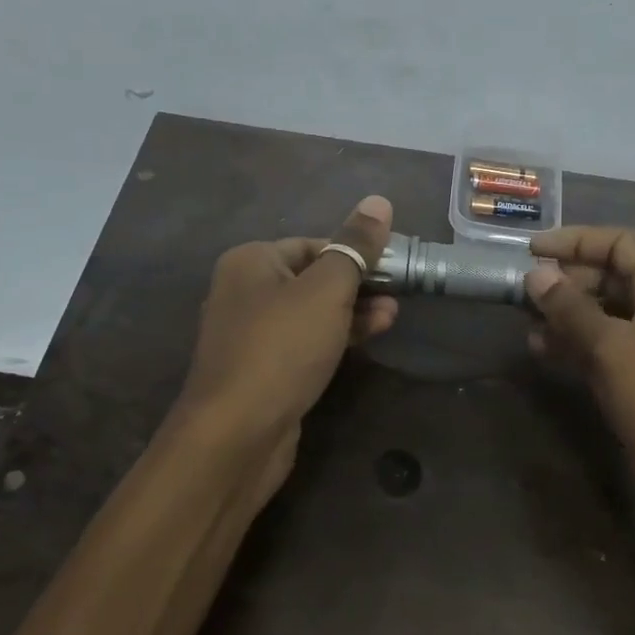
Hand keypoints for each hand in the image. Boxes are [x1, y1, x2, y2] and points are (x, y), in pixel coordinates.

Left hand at [174, 196, 397, 488]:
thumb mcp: (326, 290)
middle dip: (358, 284)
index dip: (355, 252)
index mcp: (250, 261)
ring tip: (393, 317)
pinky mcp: (262, 370)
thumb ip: (354, 247)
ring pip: (310, 313)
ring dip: (352, 312)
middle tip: (398, 293)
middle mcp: (244, 291)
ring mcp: (251, 335)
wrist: (236, 433)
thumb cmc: (282, 348)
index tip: (393, 267)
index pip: (313, 243)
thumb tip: (379, 201)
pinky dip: (334, 339)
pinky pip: (304, 343)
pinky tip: (364, 342)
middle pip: (312, 277)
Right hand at [525, 226, 634, 507]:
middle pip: (611, 278)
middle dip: (567, 280)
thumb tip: (536, 274)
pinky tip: (541, 351)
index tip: (531, 250)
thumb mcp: (616, 349)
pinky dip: (574, 346)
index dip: (576, 240)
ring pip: (603, 316)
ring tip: (525, 321)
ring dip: (565, 315)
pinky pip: (603, 351)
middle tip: (522, 290)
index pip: (621, 244)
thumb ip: (573, 309)